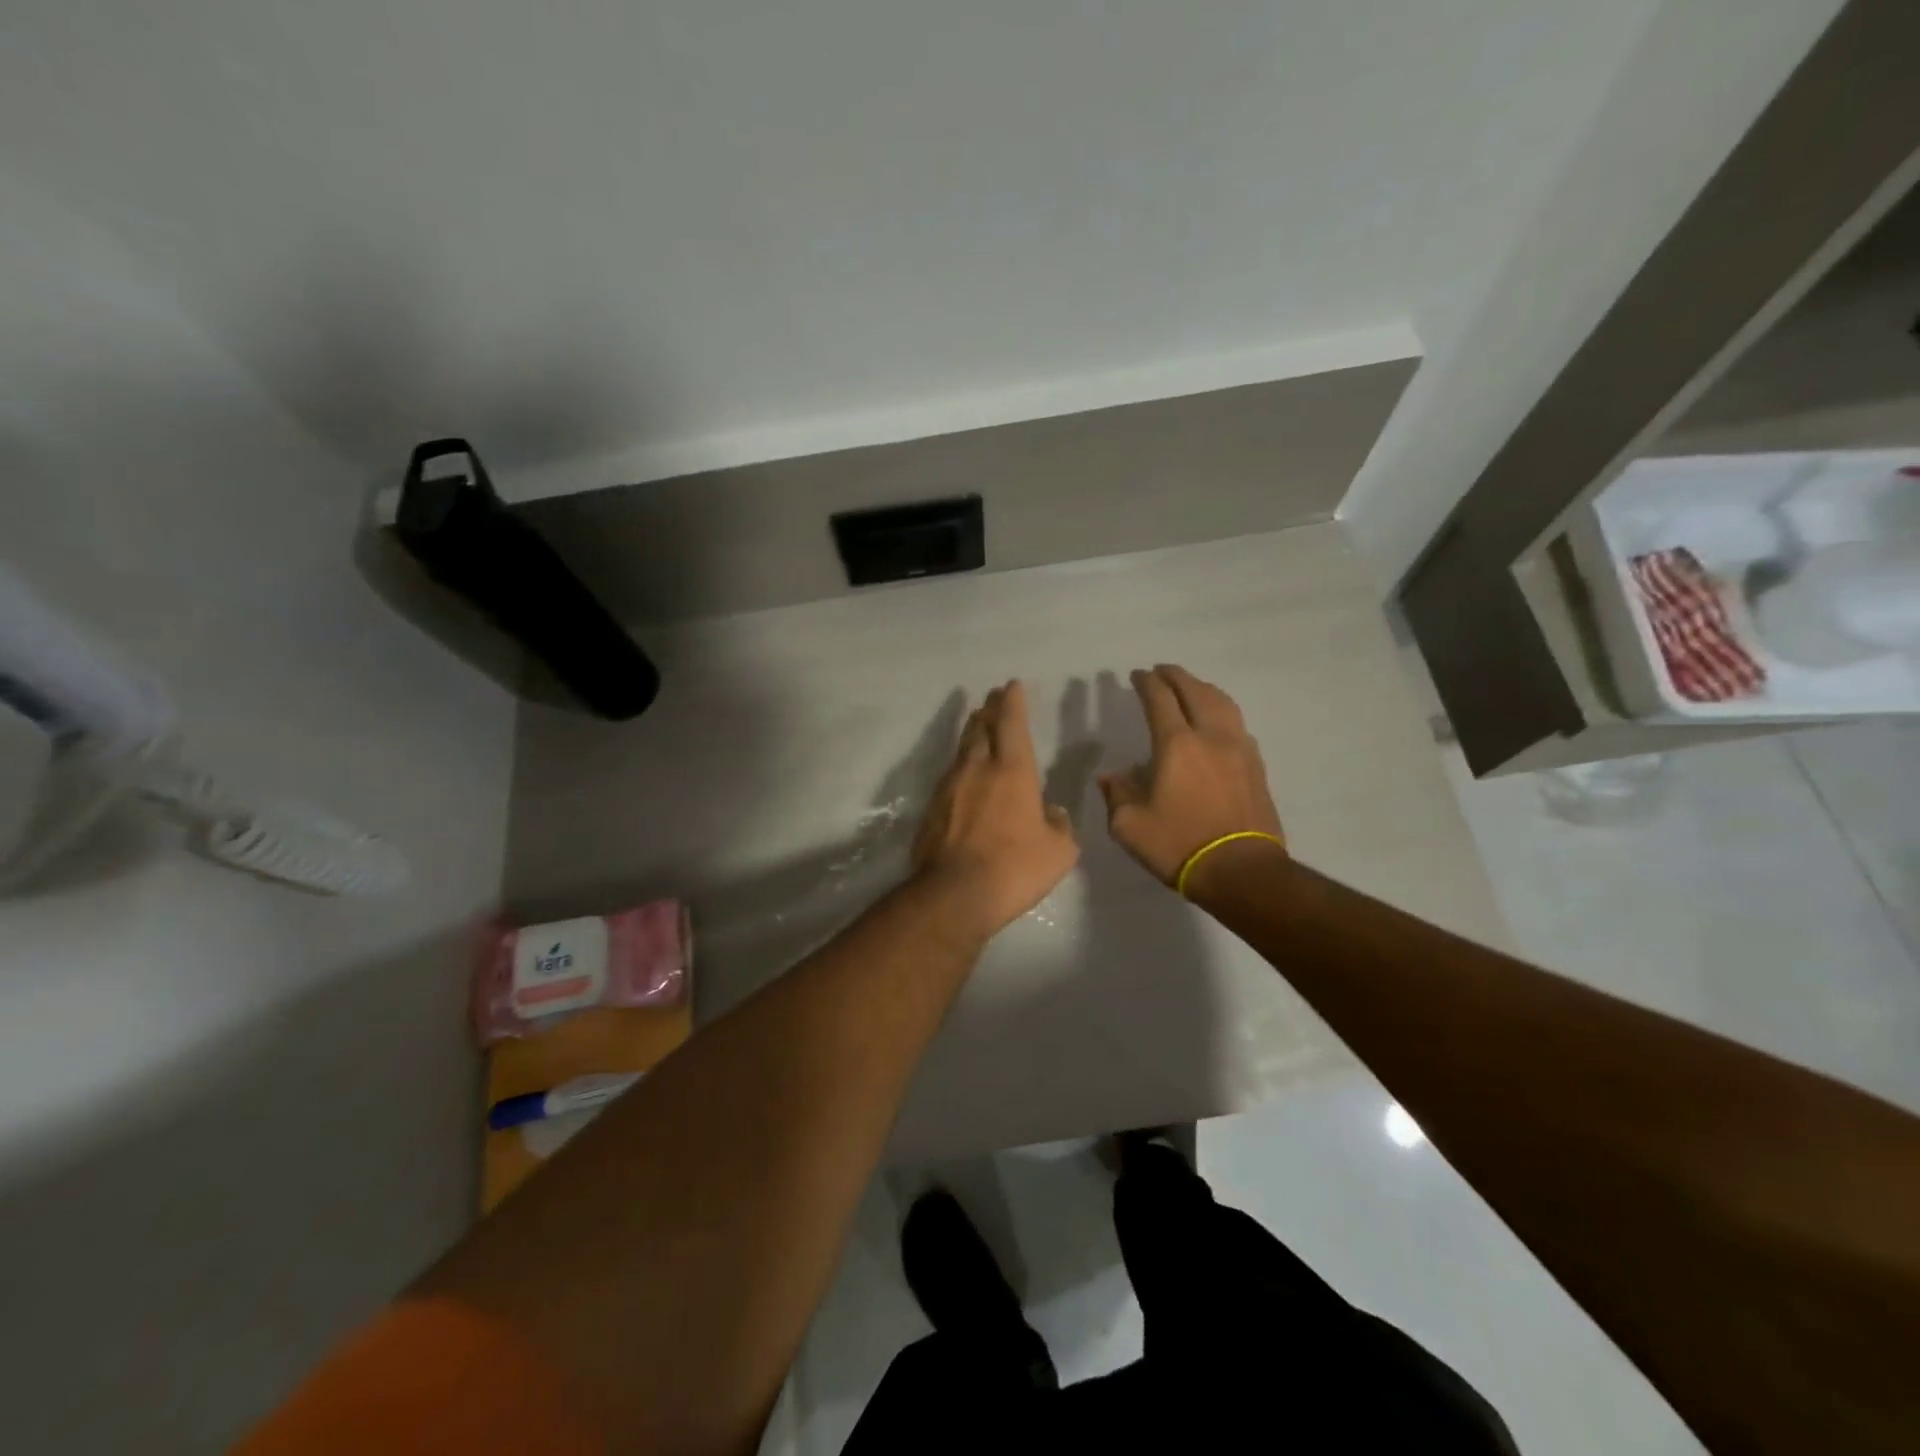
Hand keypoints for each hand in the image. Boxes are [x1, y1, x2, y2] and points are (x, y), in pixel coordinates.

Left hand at [911, 681, 1079, 939]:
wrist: (955, 894)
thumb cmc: (1015, 868)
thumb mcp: (1059, 851)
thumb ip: (1060, 826)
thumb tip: (1053, 813)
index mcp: (1012, 771)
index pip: (1012, 723)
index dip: (1012, 702)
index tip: (1011, 685)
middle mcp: (977, 769)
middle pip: (980, 728)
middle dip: (989, 710)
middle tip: (993, 698)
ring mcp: (949, 787)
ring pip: (961, 749)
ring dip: (971, 733)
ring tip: (977, 724)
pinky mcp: (931, 808)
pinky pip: (949, 776)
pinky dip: (960, 766)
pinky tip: (963, 775)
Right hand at [1099, 665, 1285, 889]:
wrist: (1241, 871)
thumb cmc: (1179, 845)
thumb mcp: (1130, 826)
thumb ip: (1117, 794)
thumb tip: (1112, 776)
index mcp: (1176, 745)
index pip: (1160, 700)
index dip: (1147, 683)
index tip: (1136, 675)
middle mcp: (1211, 737)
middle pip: (1195, 692)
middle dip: (1176, 676)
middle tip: (1161, 670)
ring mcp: (1239, 750)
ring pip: (1223, 703)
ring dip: (1203, 688)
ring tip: (1191, 687)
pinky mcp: (1256, 767)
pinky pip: (1237, 724)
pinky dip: (1222, 711)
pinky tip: (1217, 721)